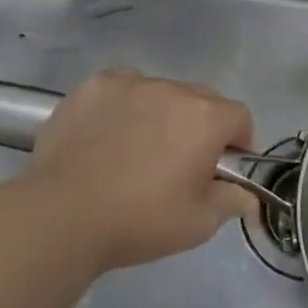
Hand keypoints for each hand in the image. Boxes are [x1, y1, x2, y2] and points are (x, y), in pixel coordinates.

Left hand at [21, 69, 255, 271]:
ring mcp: (130, 84)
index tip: (223, 168)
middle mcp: (173, 89)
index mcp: (205, 118)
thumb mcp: (198, 224)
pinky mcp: (93, 87)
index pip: (240, 116)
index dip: (238, 141)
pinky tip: (108, 135)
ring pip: (161, 92)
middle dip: (202, 125)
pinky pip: (123, 89)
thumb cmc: (139, 220)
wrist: (62, 216)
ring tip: (138, 148)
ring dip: (162, 113)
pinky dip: (124, 106)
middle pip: (203, 99)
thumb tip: (246, 195)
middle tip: (182, 161)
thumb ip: (230, 202)